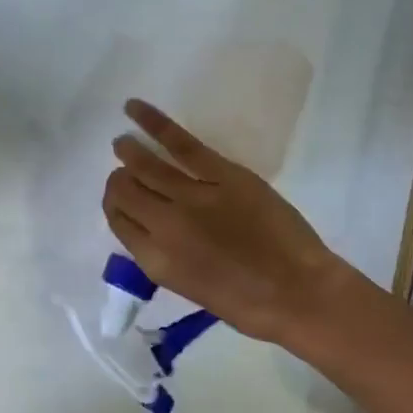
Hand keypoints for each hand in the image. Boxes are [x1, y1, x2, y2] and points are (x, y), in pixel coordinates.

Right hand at [103, 99, 341, 343]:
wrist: (297, 294)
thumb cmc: (245, 303)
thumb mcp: (188, 286)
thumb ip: (163, 254)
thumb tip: (150, 225)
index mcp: (154, 259)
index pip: (117, 220)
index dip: (115, 205)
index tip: (123, 198)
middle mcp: (163, 225)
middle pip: (124, 191)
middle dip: (119, 180)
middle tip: (125, 171)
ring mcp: (192, 197)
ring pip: (145, 166)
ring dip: (129, 151)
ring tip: (124, 143)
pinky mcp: (222, 175)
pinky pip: (180, 144)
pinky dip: (153, 122)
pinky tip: (134, 108)